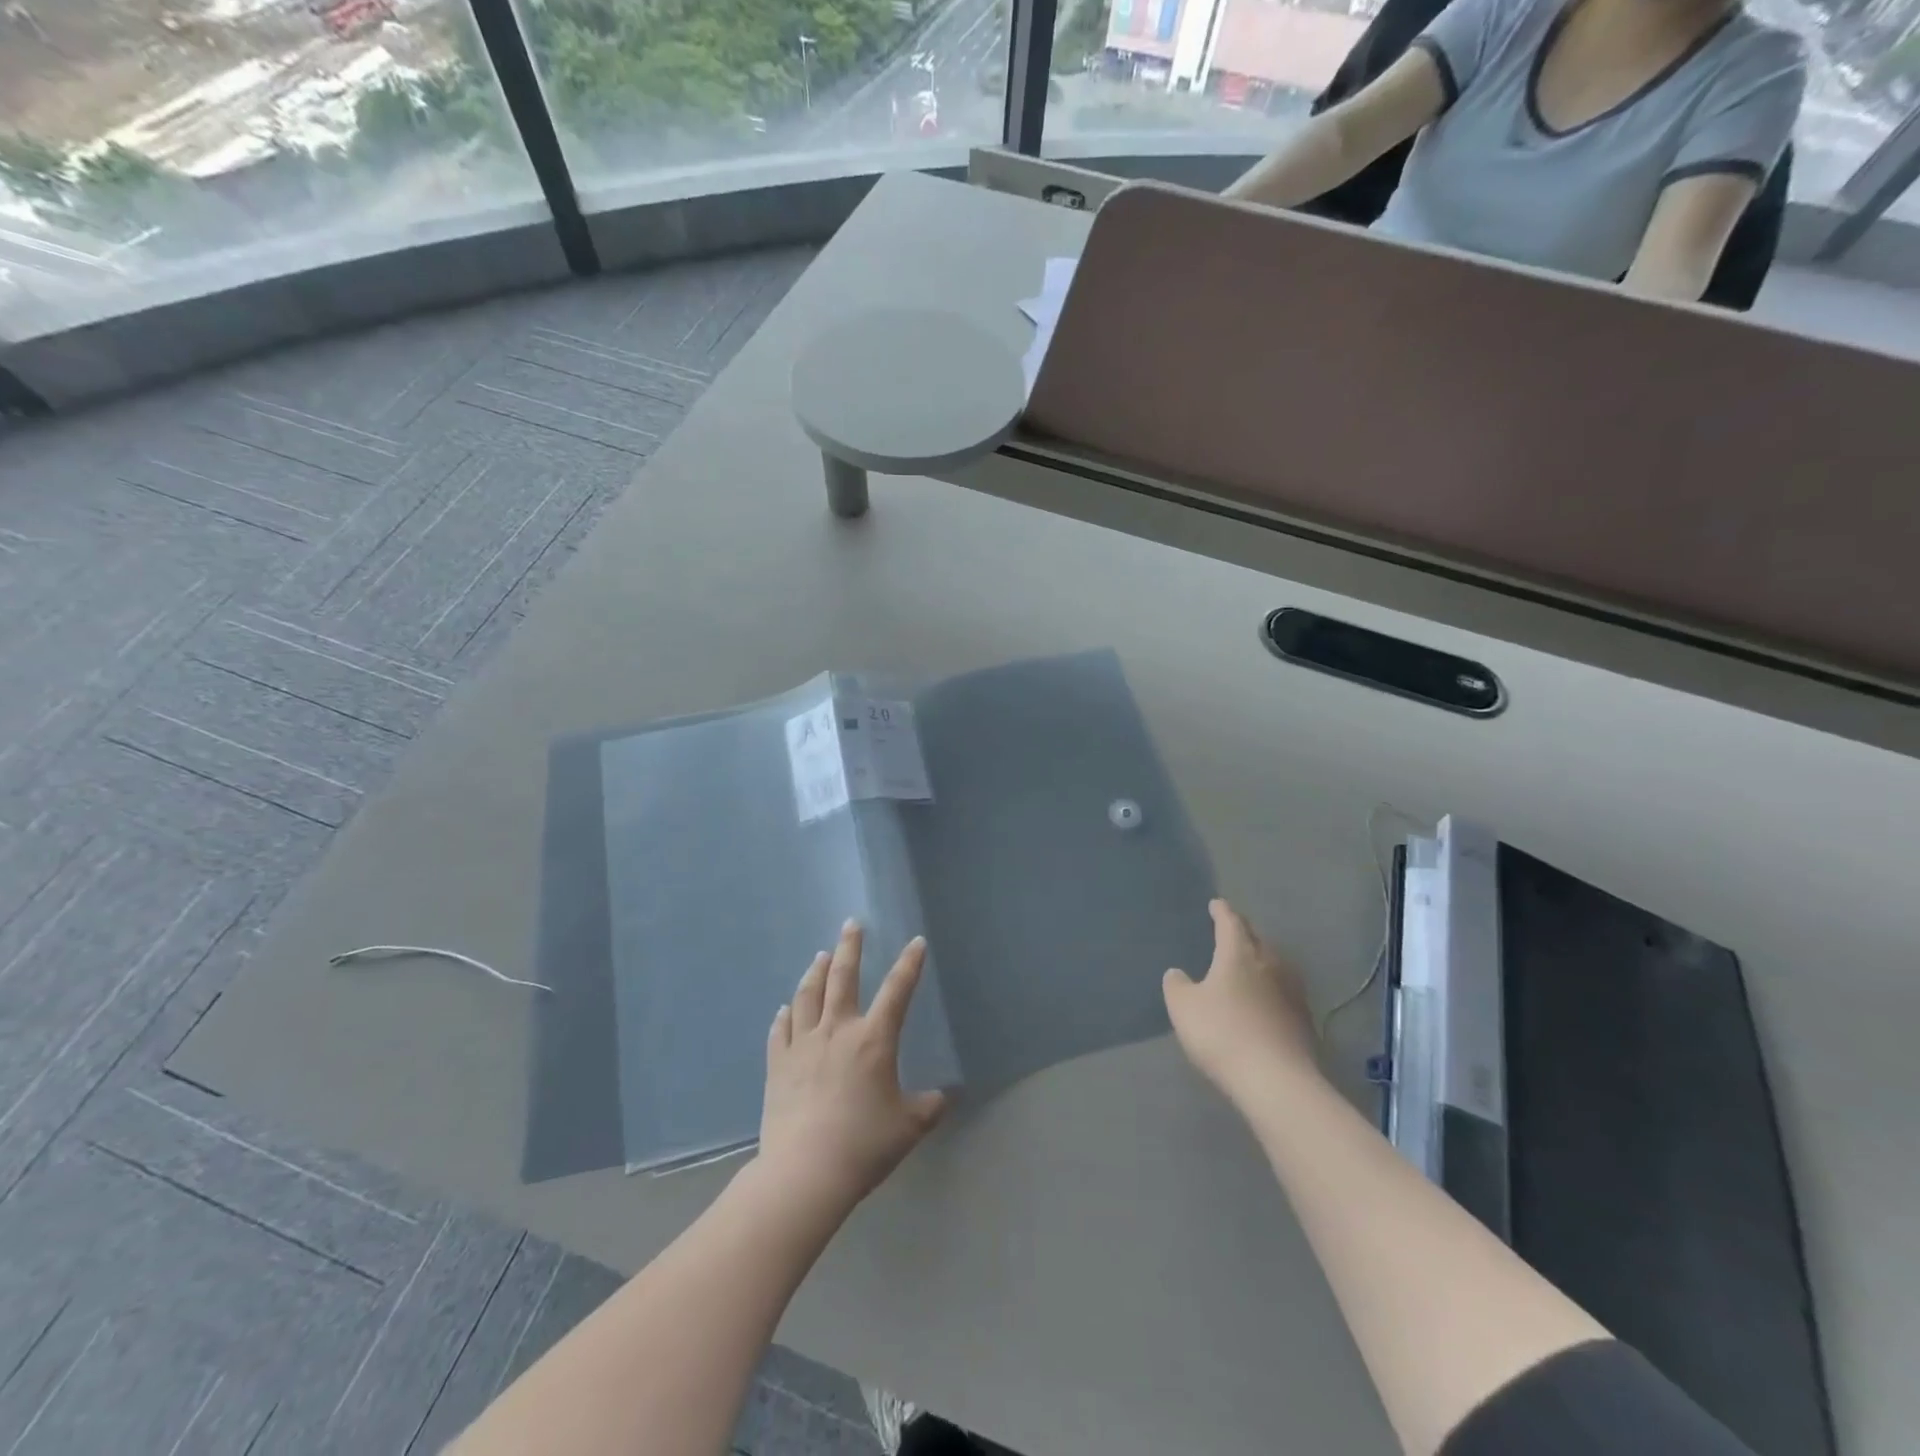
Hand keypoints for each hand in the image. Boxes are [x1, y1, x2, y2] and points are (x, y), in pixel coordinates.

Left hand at [758, 921, 948, 1216]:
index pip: (897, 991)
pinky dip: (784, 1014)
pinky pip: (780, 1030)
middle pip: (842, 977)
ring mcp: (802, 1045)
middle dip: (850, 947)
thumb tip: (943, 1098)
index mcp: (873, 1039)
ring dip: (815, 972)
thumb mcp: (909, 1127)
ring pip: (807, 995)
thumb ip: (928, 1107)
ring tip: (821, 956)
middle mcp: (837, 1030)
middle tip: (851, 924)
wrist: (805, 1172)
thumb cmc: (863, 1145)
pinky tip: (785, 1008)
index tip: (916, 943)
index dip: (909, 965)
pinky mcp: (777, 1064)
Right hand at [1164, 899, 1320, 1104]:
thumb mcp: (1183, 1007)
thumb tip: (1178, 973)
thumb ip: (1177, 985)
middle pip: (1257, 940)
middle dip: (1244, 933)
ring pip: (1275, 964)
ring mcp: (1292, 992)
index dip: (1222, 912)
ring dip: (1261, 960)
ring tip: (1249, 963)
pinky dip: (1272, 988)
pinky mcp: (1304, 1020)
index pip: (1231, 923)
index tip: (1216, 904)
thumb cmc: (1222, 1033)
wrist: (1276, 1081)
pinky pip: (1284, 991)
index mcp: (1239, 954)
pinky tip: (1265, 1000)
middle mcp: (1269, 964)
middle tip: (1232, 931)